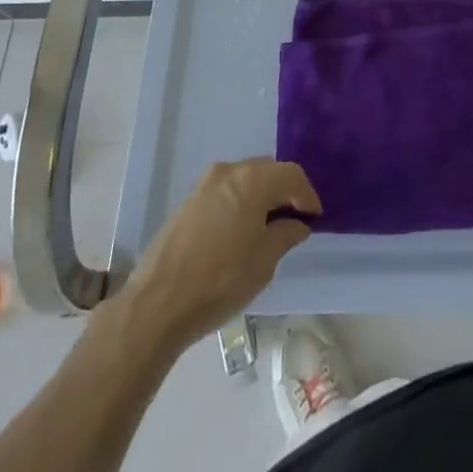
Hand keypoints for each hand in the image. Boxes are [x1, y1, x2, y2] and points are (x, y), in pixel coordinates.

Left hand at [123, 159, 319, 345]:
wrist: (158, 302)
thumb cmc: (220, 280)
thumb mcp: (264, 261)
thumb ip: (286, 235)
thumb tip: (297, 223)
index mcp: (253, 179)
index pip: (291, 175)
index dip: (307, 195)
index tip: (314, 218)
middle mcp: (230, 170)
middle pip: (267, 171)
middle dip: (283, 192)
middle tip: (294, 219)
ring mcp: (205, 183)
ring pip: (244, 180)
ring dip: (260, 197)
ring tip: (267, 227)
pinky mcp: (189, 200)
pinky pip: (225, 192)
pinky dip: (239, 203)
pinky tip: (240, 231)